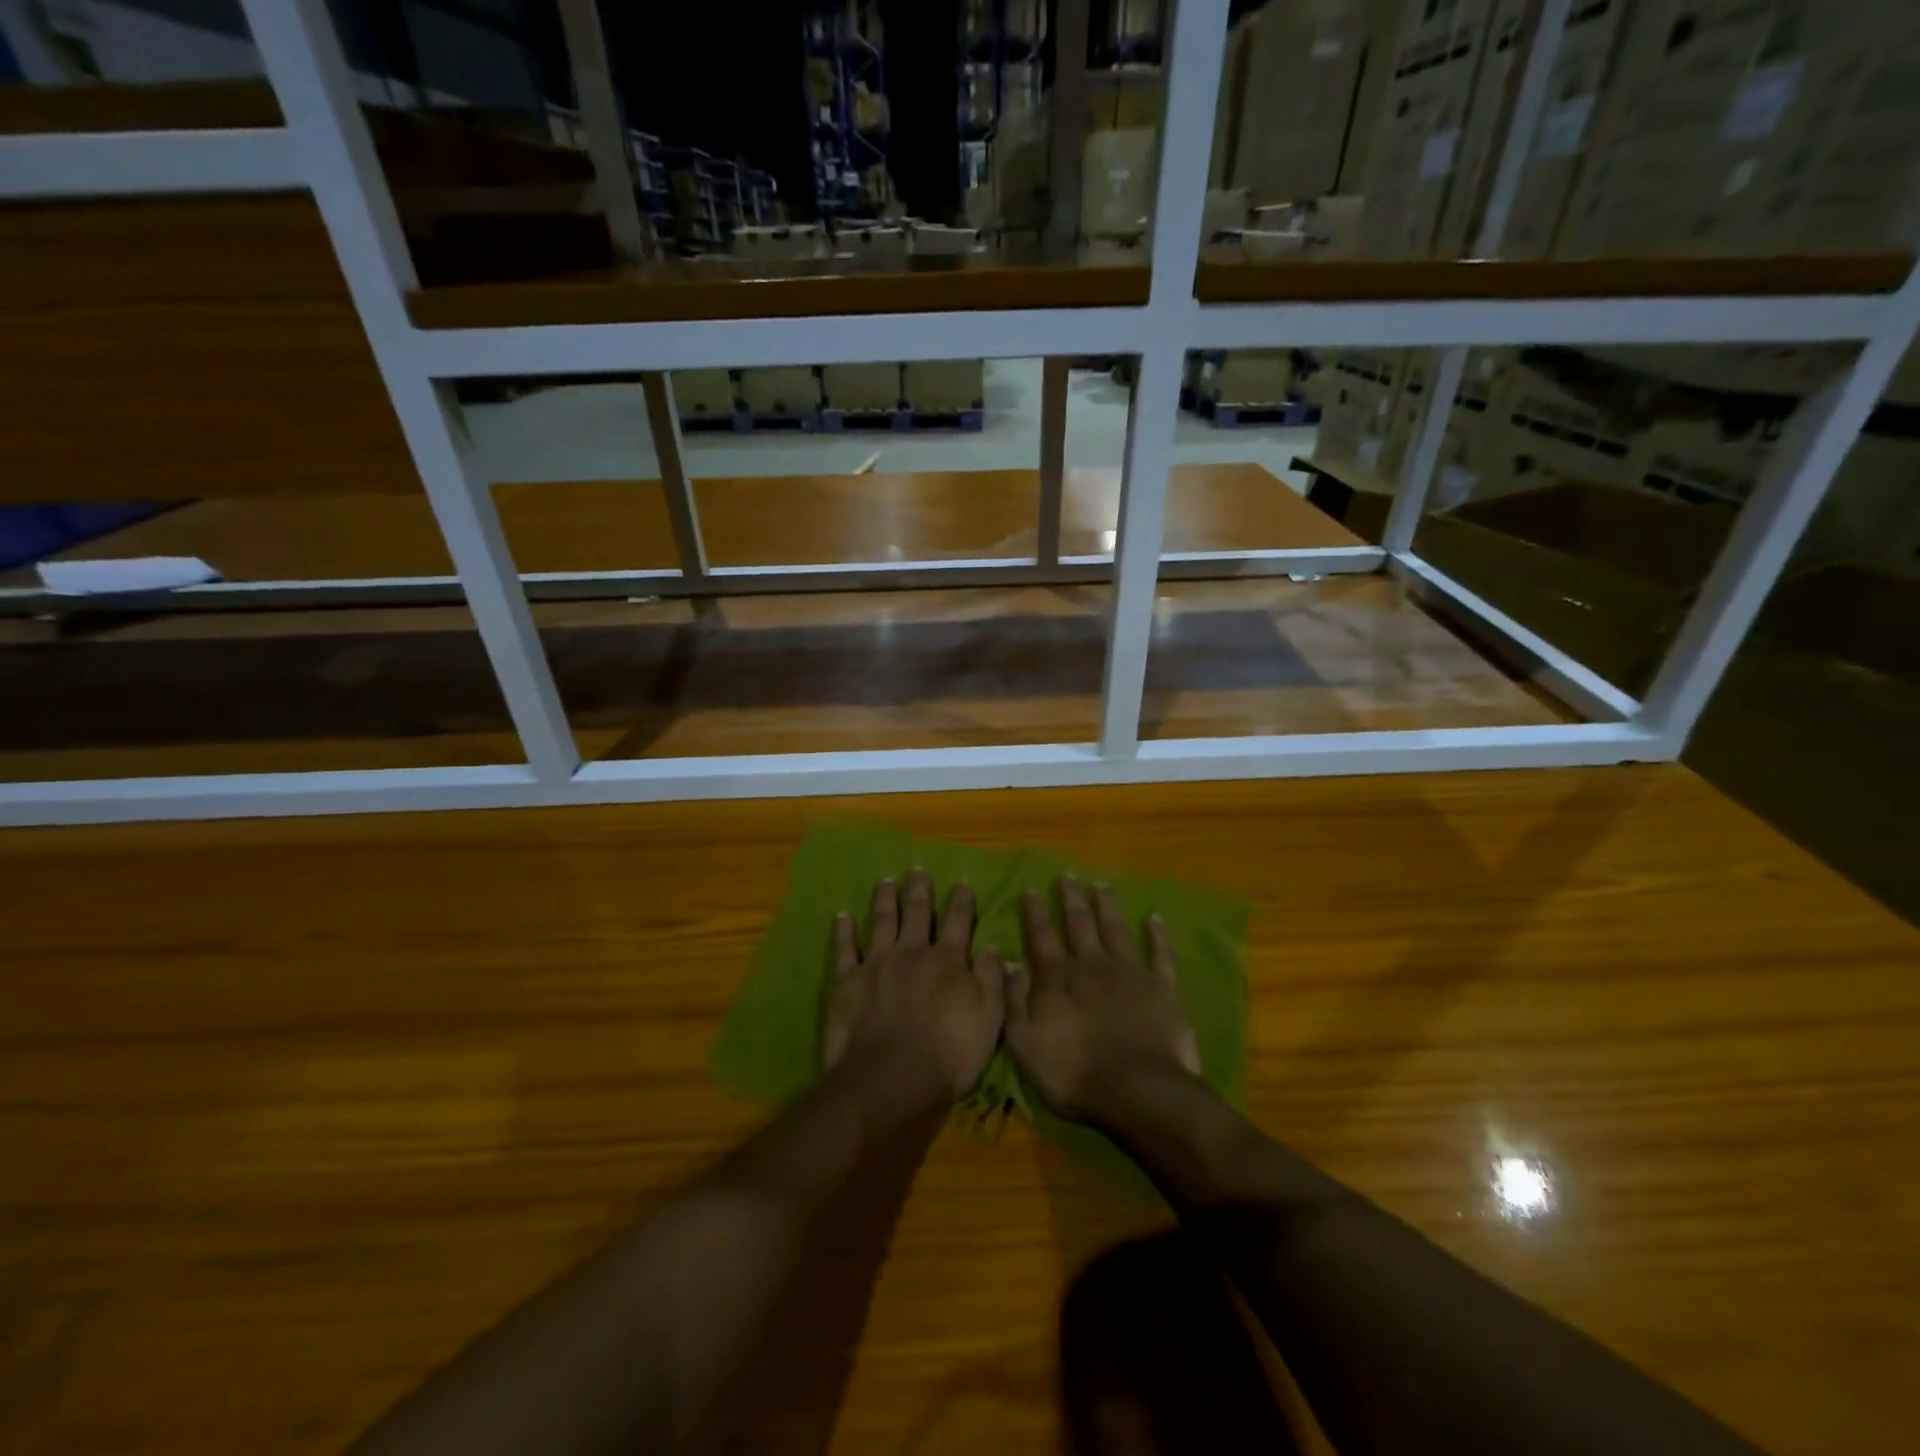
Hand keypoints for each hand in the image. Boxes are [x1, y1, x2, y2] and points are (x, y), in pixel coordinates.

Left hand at [823, 871, 1006, 1101]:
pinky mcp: (847, 981)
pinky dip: (843, 930)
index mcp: (947, 960)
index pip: (958, 921)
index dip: (962, 901)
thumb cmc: (948, 1055)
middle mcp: (912, 952)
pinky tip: (842, 915)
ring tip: (885, 881)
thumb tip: (994, 945)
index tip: (963, 883)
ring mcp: (877, 963)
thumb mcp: (989, 1020)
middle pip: (917, 913)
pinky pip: (844, 949)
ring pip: (882, 921)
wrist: (890, 1078)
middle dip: (919, 890)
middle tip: (917, 871)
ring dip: (884, 899)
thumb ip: (991, 979)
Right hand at [1006, 876, 1200, 1121]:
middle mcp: (1091, 964)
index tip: (1032, 889)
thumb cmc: (1074, 1074)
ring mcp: (1129, 972)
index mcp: (1057, 978)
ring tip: (1101, 885)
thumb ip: (1014, 1000)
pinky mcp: (1162, 986)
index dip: (1035, 912)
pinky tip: (1155, 918)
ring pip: (1115, 929)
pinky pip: (1160, 953)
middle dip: (1071, 898)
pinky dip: (1158, 935)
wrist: (1138, 1090)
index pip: (1041, 936)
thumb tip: (1007, 962)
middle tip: (1068, 876)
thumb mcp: (1025, 1043)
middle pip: (1079, 923)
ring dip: (1107, 906)